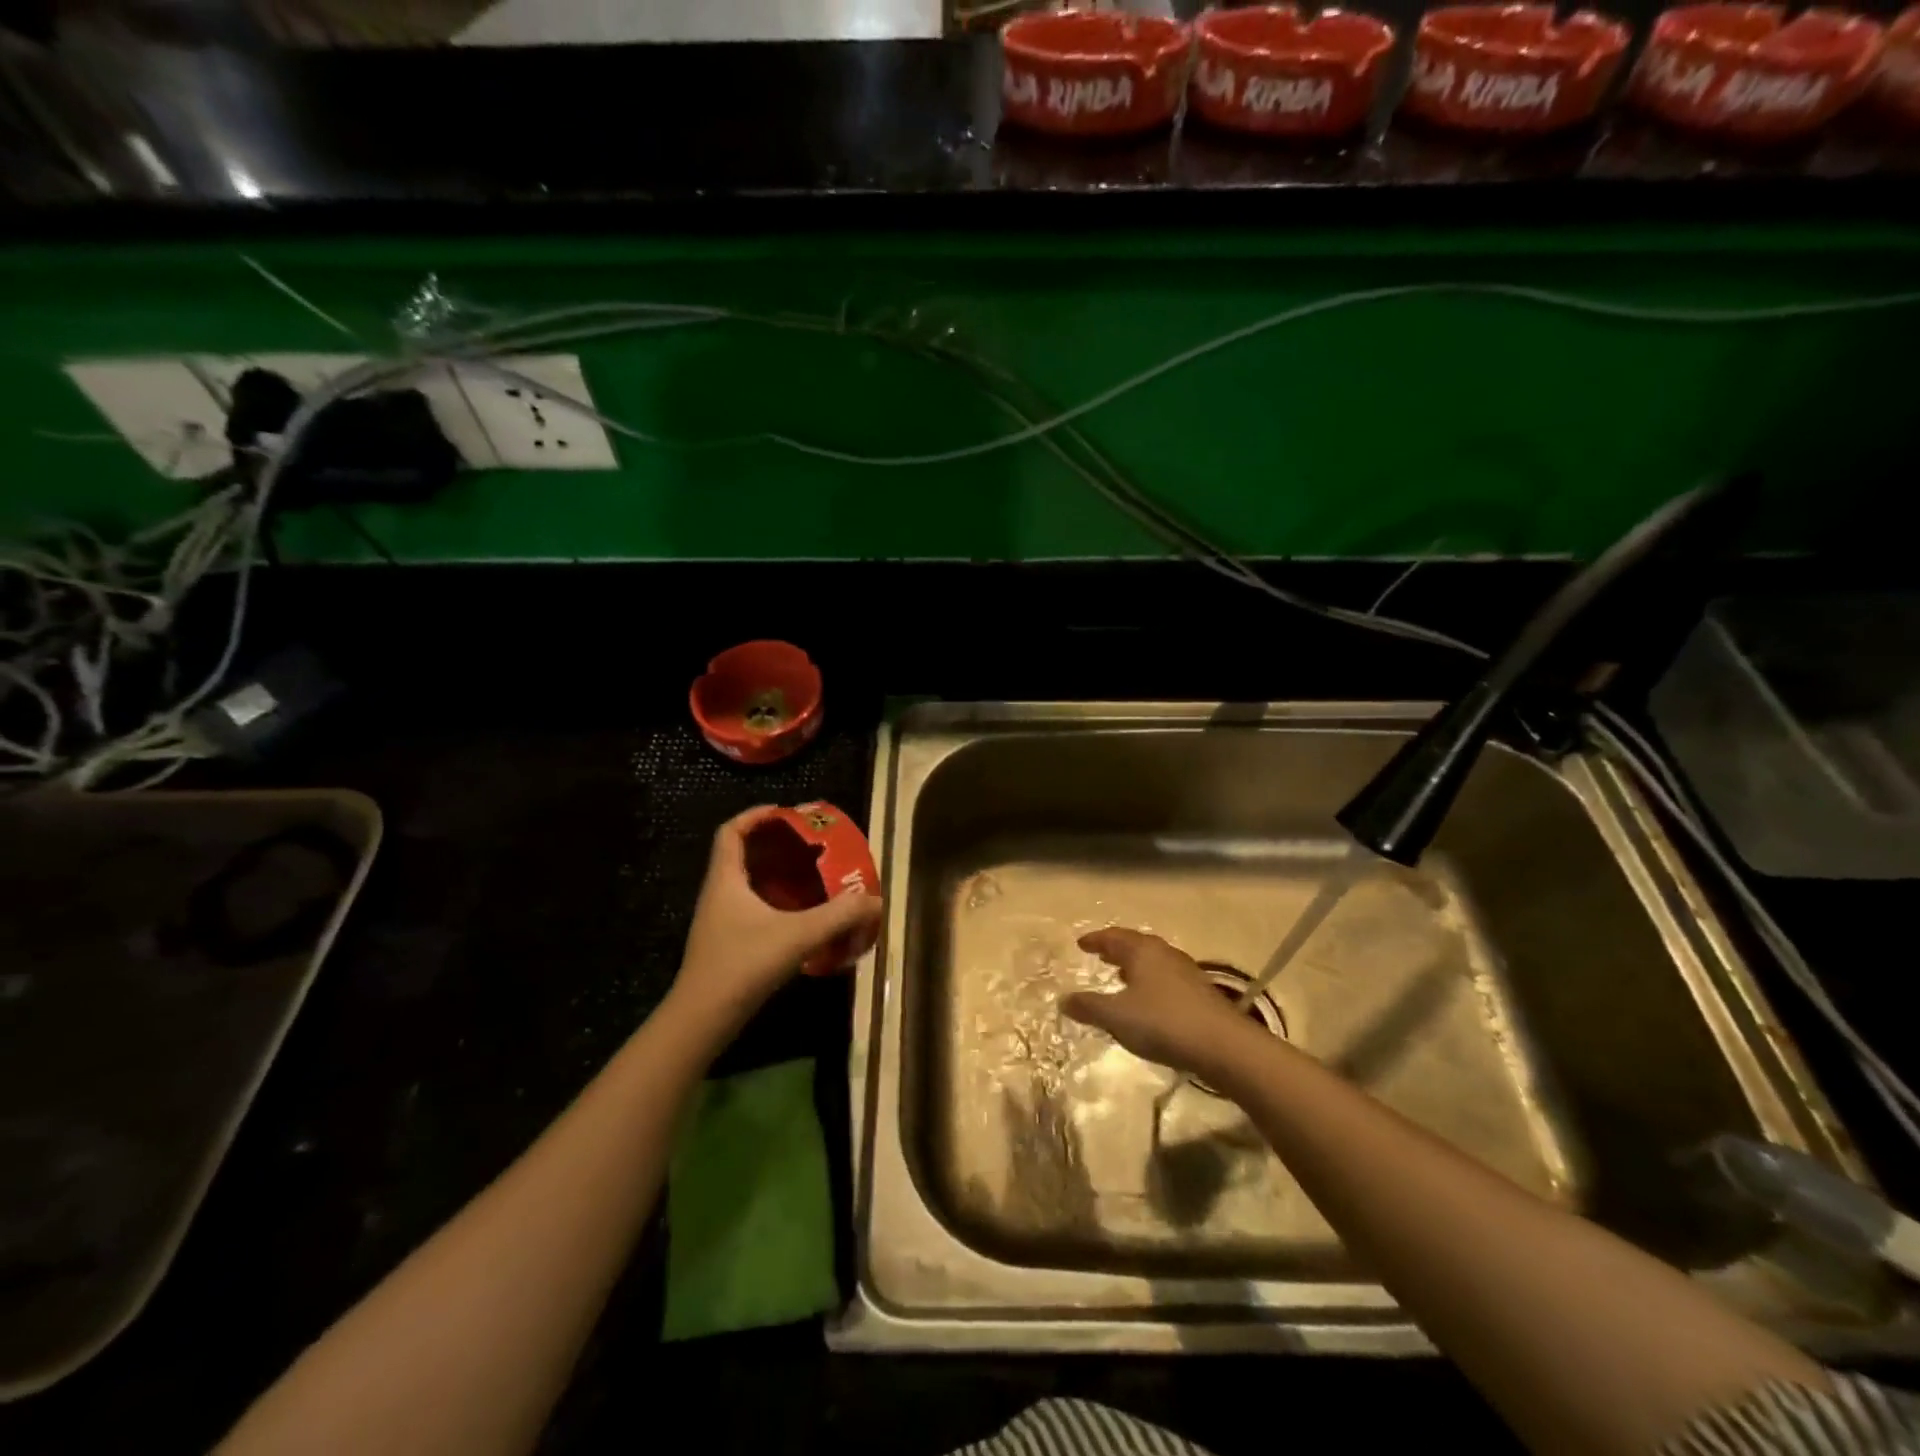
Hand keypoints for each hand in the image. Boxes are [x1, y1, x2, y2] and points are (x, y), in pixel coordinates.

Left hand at [670, 807, 882, 1036]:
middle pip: (740, 855)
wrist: (702, 1019)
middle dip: (772, 845)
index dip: (754, 816)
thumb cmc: (742, 965)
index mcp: (725, 880)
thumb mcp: (797, 936)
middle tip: (807, 845)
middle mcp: (718, 894)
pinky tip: (799, 917)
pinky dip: (773, 903)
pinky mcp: (726, 944)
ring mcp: (720, 921)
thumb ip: (838, 917)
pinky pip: (751, 908)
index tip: (784, 813)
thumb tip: (875, 901)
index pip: (730, 832)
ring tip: (809, 876)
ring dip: (774, 875)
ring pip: (746, 884)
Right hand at [1061, 928, 1262, 1077]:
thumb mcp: (1116, 1016)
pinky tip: (1149, 1002)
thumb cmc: (1163, 1023)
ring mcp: (1186, 973)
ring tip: (1121, 977)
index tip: (1081, 943)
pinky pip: (1166, 979)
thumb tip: (1063, 999)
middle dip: (1116, 950)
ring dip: (1135, 967)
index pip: (1113, 936)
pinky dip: (1150, 983)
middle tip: (1101, 955)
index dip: (1096, 940)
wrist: (1224, 1046)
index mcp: (1142, 951)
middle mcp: (1165, 954)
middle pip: (1136, 946)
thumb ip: (1088, 1007)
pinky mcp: (1201, 994)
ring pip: (1153, 962)